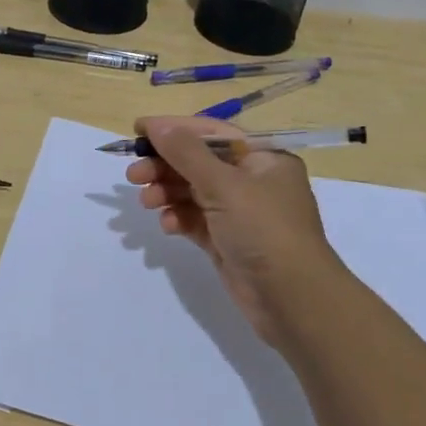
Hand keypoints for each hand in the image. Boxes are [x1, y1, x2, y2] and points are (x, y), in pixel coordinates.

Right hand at [127, 115, 342, 342]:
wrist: (292, 299)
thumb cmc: (264, 229)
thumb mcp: (224, 185)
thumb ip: (186, 153)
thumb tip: (157, 125)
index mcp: (263, 158)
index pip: (212, 133)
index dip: (175, 129)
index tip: (138, 130)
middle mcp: (253, 181)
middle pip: (199, 163)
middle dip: (165, 166)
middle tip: (133, 175)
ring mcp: (240, 213)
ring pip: (194, 193)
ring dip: (167, 193)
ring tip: (146, 202)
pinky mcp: (228, 241)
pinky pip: (196, 221)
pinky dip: (179, 219)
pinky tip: (167, 225)